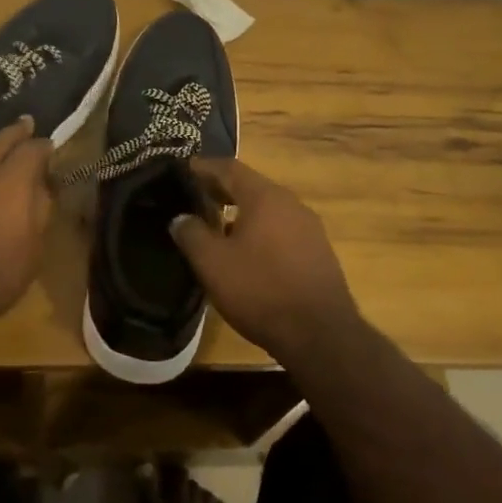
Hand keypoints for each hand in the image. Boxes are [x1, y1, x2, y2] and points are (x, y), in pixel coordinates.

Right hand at [170, 157, 361, 364]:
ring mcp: (309, 227)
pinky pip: (281, 229)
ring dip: (241, 212)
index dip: (204, 167)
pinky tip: (246, 252)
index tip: (183, 170)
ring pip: (267, 209)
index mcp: (265, 196)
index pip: (229, 168)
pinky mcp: (318, 252)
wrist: (320, 335)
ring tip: (216, 225)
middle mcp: (290, 203)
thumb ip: (191, 234)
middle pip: (250, 186)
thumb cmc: (260, 290)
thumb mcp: (213, 264)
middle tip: (194, 196)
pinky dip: (259, 230)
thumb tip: (180, 218)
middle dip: (221, 189)